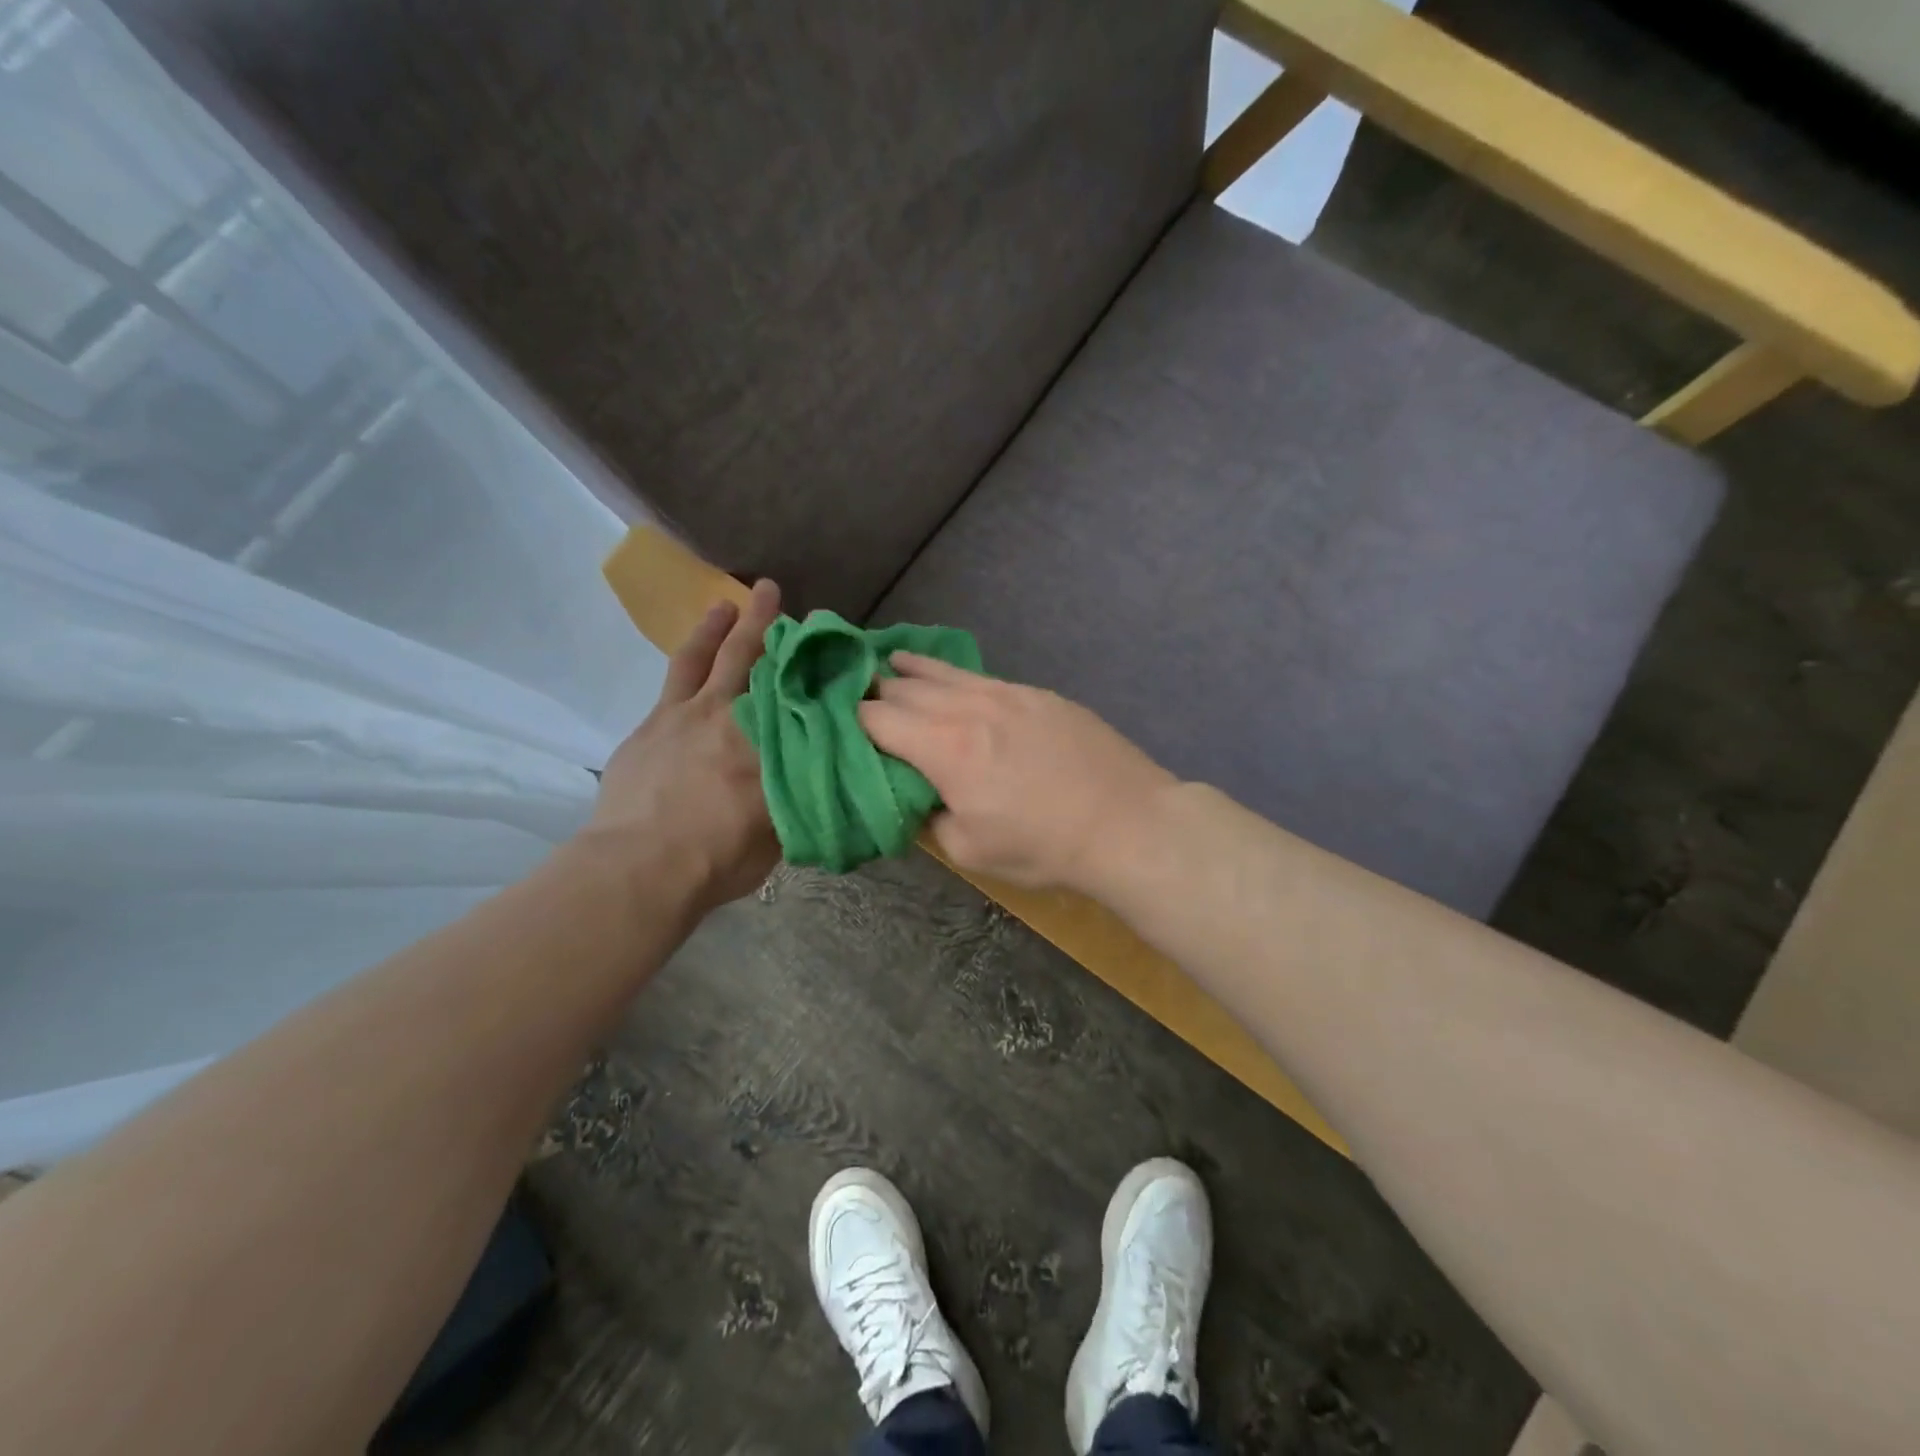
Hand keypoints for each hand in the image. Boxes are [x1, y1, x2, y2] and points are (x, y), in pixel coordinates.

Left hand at [577, 579, 781, 914]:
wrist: (640, 866)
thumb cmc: (718, 858)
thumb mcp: (779, 834)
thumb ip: (795, 797)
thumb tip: (812, 777)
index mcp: (769, 743)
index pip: (797, 694)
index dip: (810, 667)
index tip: (824, 646)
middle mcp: (732, 716)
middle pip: (752, 660)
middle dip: (765, 623)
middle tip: (771, 590)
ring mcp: (685, 715)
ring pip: (705, 658)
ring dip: (718, 627)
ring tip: (727, 602)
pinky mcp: (651, 725)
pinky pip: (672, 681)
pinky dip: (687, 660)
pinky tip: (691, 657)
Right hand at [858, 652, 1176, 891]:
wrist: (1127, 823)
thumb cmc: (1043, 845)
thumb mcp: (970, 849)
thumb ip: (930, 817)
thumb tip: (919, 796)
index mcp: (943, 747)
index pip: (877, 719)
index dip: (849, 720)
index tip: (834, 724)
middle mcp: (967, 707)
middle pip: (904, 688)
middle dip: (873, 692)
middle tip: (852, 696)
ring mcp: (1006, 693)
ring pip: (942, 672)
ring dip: (908, 670)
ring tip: (886, 662)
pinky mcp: (1036, 693)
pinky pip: (979, 676)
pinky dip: (950, 674)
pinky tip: (944, 674)